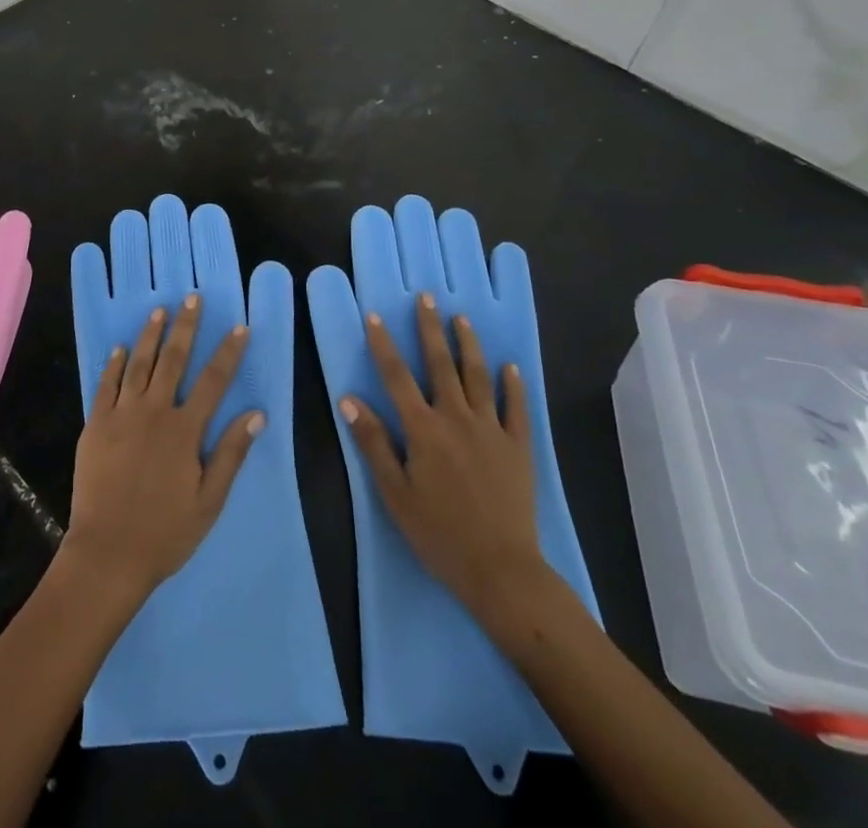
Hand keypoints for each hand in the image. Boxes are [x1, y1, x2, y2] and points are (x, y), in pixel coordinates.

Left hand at [62, 294, 263, 601]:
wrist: (108, 552)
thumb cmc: (165, 532)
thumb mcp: (209, 500)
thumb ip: (231, 453)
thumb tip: (257, 414)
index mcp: (185, 430)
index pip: (213, 381)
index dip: (228, 353)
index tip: (239, 327)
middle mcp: (154, 412)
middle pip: (173, 360)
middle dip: (185, 327)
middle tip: (192, 298)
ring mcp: (121, 415)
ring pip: (138, 364)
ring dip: (150, 335)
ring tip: (159, 310)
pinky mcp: (95, 425)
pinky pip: (105, 385)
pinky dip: (114, 364)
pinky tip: (120, 348)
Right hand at [339, 294, 551, 631]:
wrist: (501, 570)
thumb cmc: (438, 533)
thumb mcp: (394, 492)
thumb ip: (373, 442)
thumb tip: (349, 399)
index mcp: (423, 429)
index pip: (397, 377)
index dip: (384, 344)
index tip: (375, 316)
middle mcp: (456, 418)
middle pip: (441, 365)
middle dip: (431, 329)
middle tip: (427, 298)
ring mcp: (491, 430)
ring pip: (478, 377)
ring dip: (469, 345)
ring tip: (462, 319)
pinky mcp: (518, 447)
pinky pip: (516, 408)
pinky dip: (512, 385)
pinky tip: (510, 367)